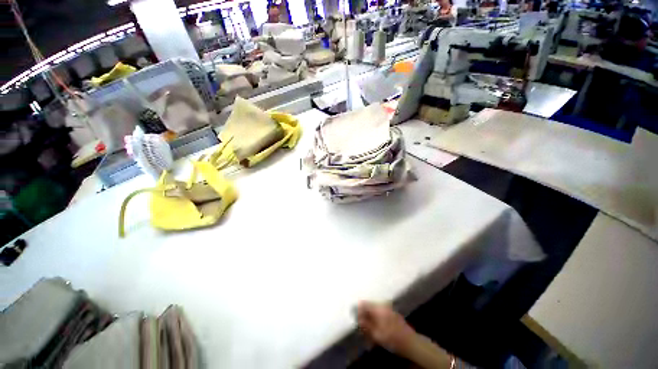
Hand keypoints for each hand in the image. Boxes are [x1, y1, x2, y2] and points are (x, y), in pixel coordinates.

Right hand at [356, 301, 416, 354]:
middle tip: (362, 327)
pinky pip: (380, 312)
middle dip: (364, 315)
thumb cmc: (393, 339)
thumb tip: (357, 317)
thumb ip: (365, 324)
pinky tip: (376, 328)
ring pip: (374, 310)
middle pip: (369, 306)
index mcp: (378, 308)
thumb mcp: (376, 334)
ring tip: (369, 330)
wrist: (411, 343)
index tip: (356, 320)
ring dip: (370, 318)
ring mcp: (388, 308)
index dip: (358, 311)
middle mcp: (383, 305)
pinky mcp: (392, 313)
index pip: (363, 304)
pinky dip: (376, 319)